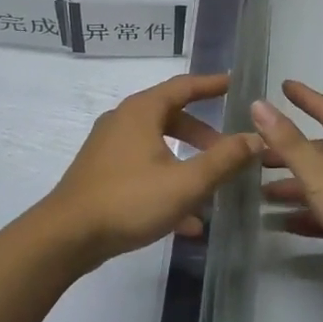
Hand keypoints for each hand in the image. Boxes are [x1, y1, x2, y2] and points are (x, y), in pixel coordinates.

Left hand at [40, 73, 262, 272]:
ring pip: (158, 146)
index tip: (235, 83)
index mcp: (142, 112)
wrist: (65, 237)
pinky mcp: (102, 174)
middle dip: (203, 134)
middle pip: (171, 117)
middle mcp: (123, 121)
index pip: (184, 86)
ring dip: (186, 163)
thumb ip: (224, 160)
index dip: (212, 84)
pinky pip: (143, 170)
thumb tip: (257, 138)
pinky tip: (186, 221)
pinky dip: (166, 184)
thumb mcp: (185, 183)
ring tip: (211, 187)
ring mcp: (109, 148)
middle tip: (228, 149)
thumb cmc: (128, 201)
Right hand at [252, 80, 322, 292]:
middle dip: (289, 153)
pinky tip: (283, 223)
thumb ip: (287, 141)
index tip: (284, 86)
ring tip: (262, 195)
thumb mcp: (319, 171)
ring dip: (295, 187)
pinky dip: (308, 214)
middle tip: (257, 158)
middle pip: (321, 151)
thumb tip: (259, 105)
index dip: (305, 98)